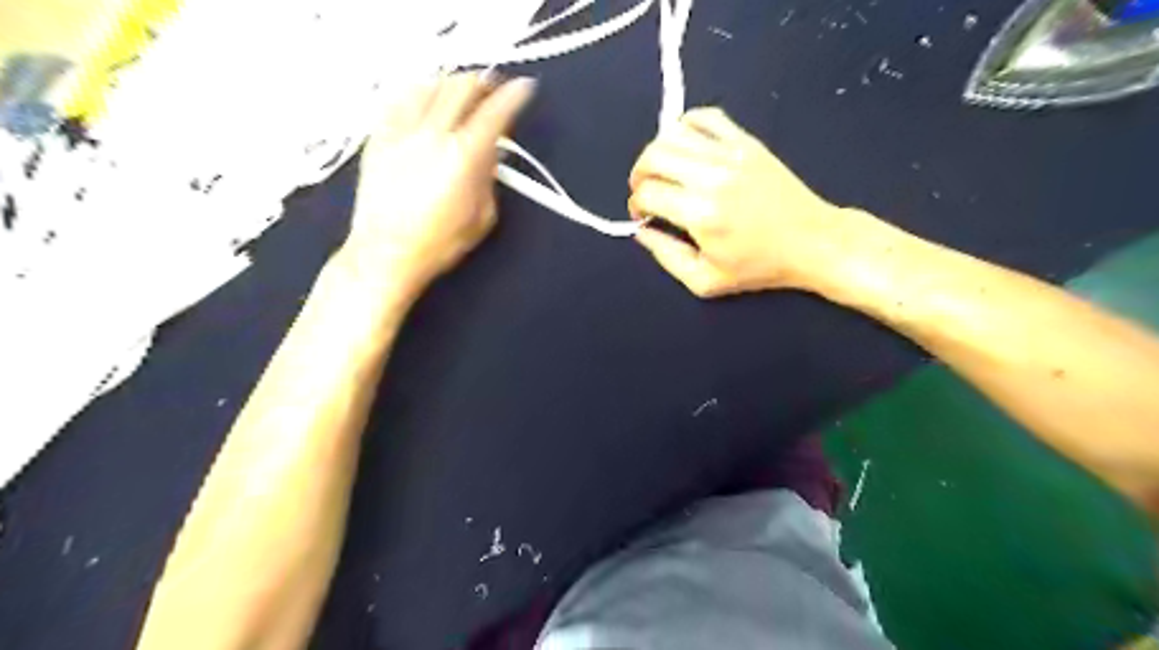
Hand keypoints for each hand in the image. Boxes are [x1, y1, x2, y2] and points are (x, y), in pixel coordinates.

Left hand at [336, 74, 532, 295]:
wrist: (387, 253)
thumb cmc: (438, 243)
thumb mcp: (482, 217)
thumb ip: (489, 178)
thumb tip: (489, 153)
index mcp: (463, 157)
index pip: (495, 113)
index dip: (513, 96)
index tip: (523, 88)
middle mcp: (432, 136)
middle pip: (461, 87)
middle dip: (482, 82)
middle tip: (491, 88)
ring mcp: (401, 133)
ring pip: (429, 86)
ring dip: (450, 84)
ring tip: (459, 93)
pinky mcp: (378, 138)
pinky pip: (398, 99)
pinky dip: (418, 93)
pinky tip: (423, 99)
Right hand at [632, 107, 848, 297]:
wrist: (812, 241)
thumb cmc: (758, 267)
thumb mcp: (705, 280)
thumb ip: (666, 256)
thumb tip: (641, 231)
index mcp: (701, 214)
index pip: (648, 193)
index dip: (637, 205)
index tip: (644, 215)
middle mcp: (712, 177)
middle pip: (653, 156)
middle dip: (639, 174)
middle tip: (645, 191)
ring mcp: (731, 154)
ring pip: (673, 133)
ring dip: (656, 151)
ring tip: (662, 170)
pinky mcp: (747, 142)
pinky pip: (706, 117)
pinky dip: (685, 126)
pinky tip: (686, 147)